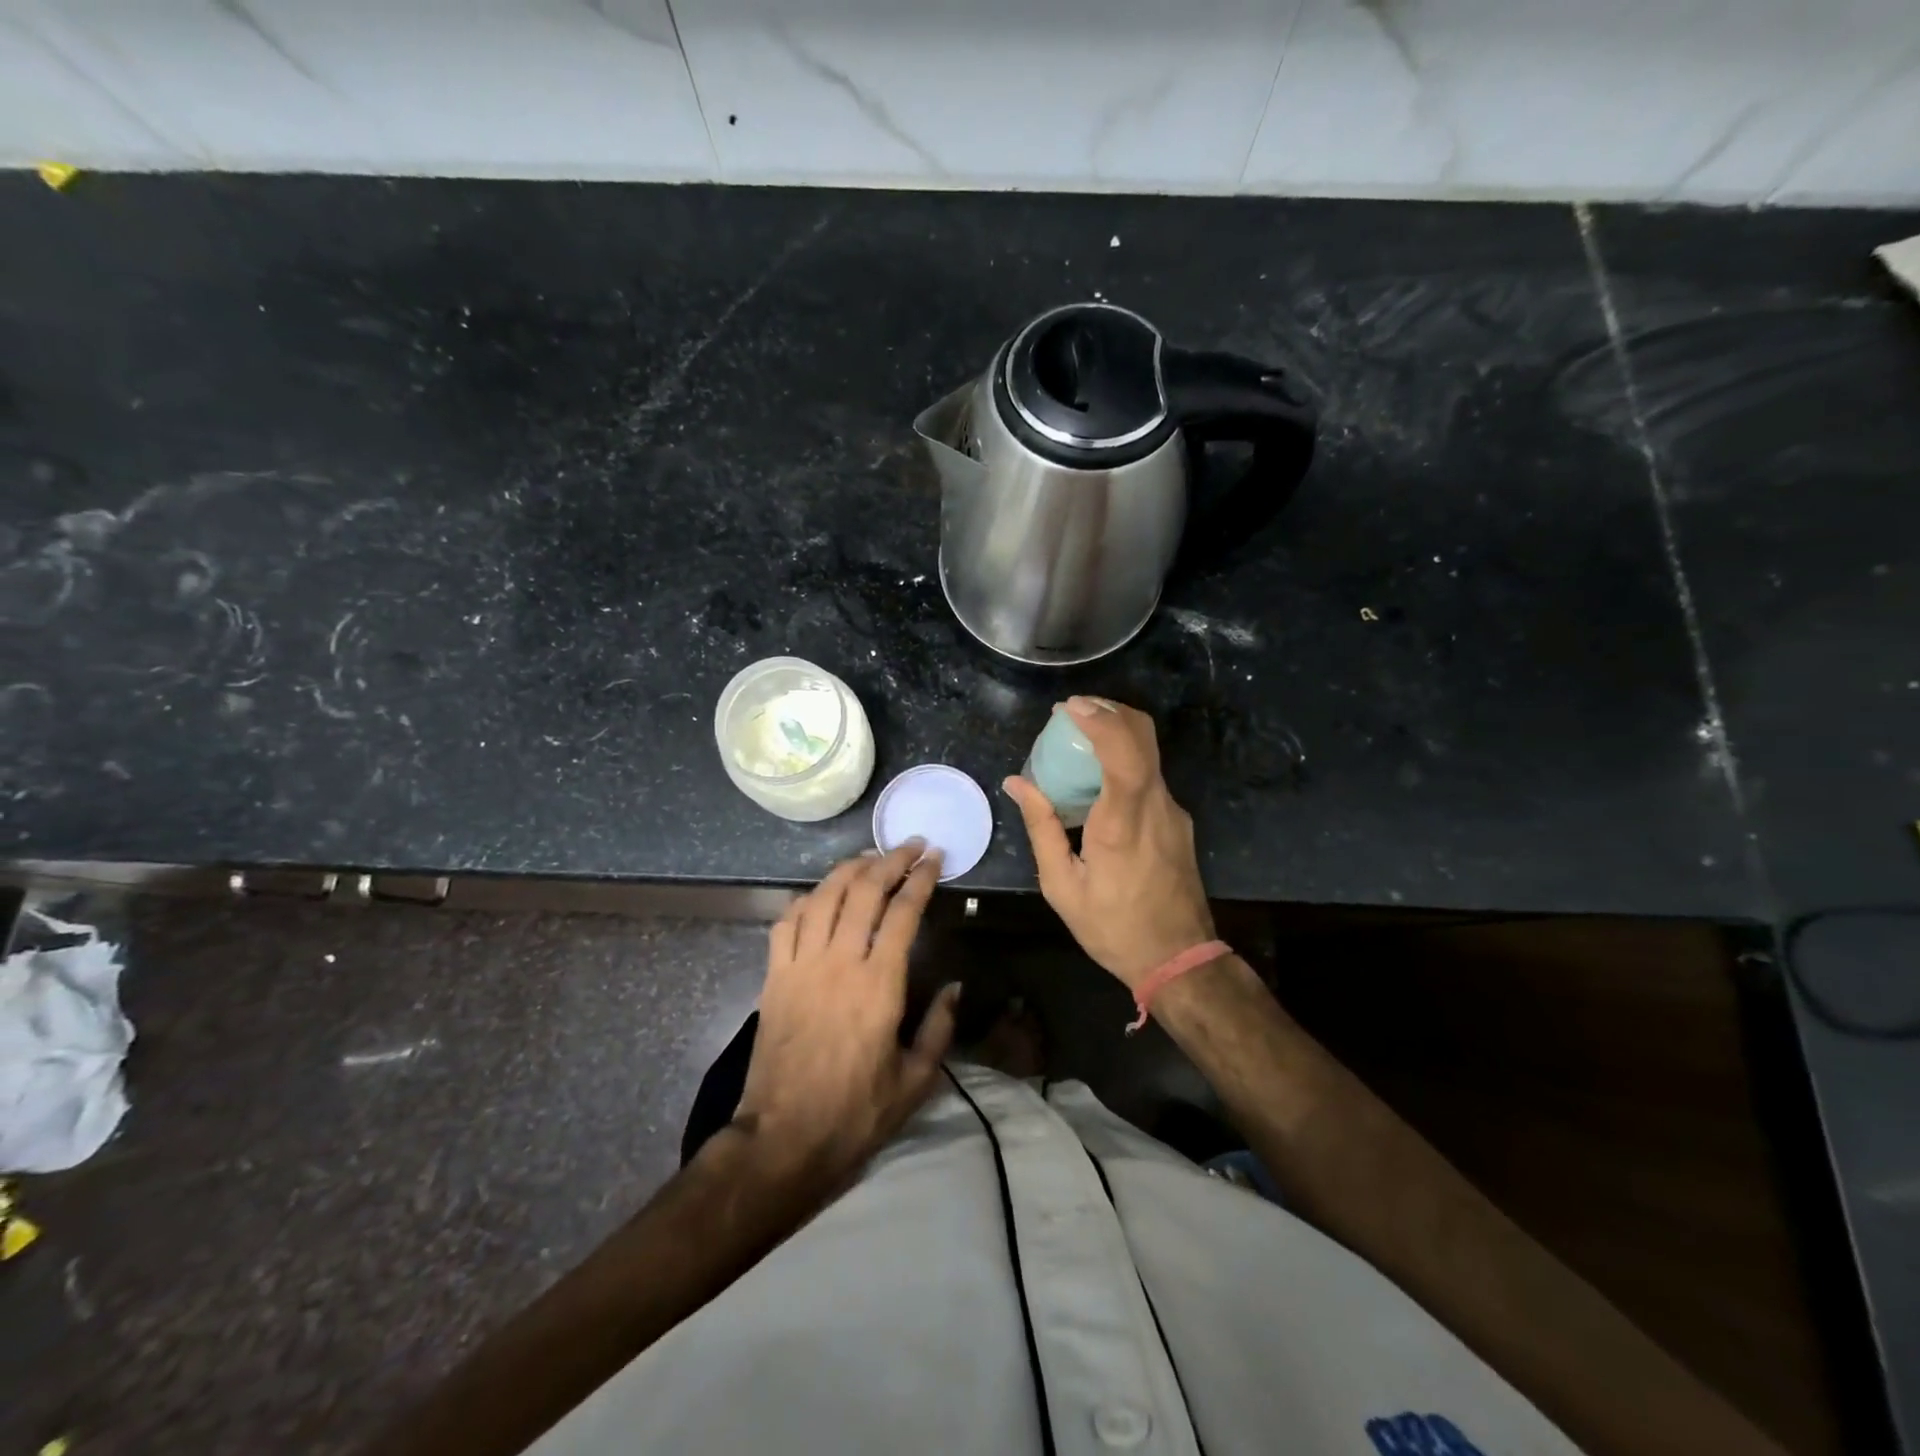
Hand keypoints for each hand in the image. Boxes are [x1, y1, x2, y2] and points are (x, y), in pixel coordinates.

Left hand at [733, 842, 959, 1183]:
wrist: (782, 1139)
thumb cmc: (855, 1113)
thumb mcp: (915, 1080)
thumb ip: (940, 1027)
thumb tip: (956, 986)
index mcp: (879, 985)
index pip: (903, 912)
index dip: (921, 878)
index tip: (935, 858)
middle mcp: (839, 962)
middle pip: (864, 890)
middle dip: (890, 860)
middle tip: (910, 845)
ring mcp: (800, 965)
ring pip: (824, 896)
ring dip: (849, 868)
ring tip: (870, 857)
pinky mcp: (773, 977)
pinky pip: (788, 921)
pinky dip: (808, 898)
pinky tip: (822, 894)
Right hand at [1004, 697, 1215, 989]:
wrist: (1178, 958)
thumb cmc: (1113, 927)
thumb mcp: (1063, 885)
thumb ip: (1041, 827)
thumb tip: (1017, 783)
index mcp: (1123, 821)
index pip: (1123, 749)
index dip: (1099, 718)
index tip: (1068, 708)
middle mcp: (1156, 805)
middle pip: (1144, 735)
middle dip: (1109, 711)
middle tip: (1071, 713)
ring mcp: (1173, 812)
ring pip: (1149, 752)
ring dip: (1116, 732)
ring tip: (1078, 739)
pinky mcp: (1178, 821)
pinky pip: (1150, 775)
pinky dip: (1124, 759)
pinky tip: (1097, 779)